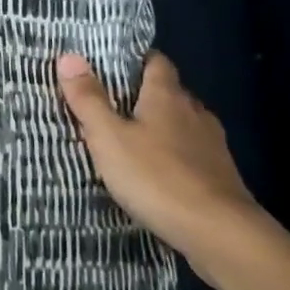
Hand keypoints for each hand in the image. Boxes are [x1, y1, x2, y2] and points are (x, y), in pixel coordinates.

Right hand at [57, 50, 276, 286]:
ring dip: (161, 127)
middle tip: (111, 105)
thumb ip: (88, 99)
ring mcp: (212, 144)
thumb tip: (68, 56)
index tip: (112, 65)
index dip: (136, 59)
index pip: (156, 61)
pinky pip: (192, 153)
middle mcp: (194, 111)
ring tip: (132, 140)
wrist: (220, 233)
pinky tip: (159, 173)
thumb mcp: (109, 138)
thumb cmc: (157, 177)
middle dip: (144, 95)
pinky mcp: (221, 175)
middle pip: (169, 92)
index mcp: (167, 96)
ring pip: (182, 123)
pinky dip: (175, 155)